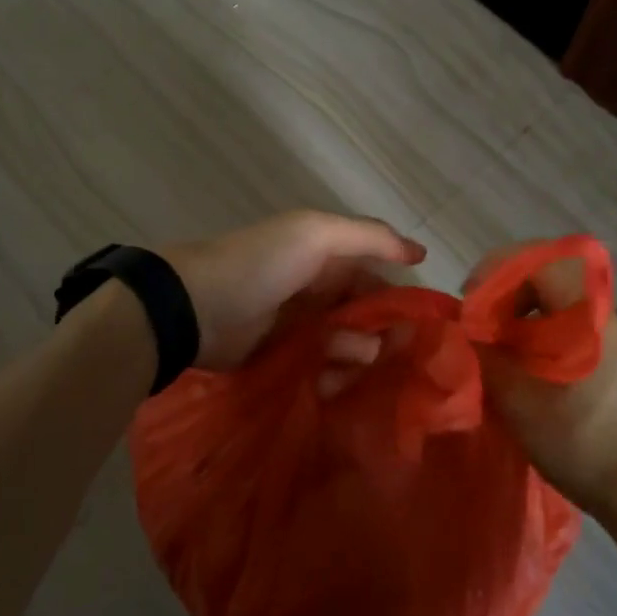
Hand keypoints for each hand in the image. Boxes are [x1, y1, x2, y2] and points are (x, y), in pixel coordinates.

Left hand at [163, 211, 425, 369]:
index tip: (419, 321)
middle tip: (391, 352)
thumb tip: (420, 253)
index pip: (375, 275)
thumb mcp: (316, 233)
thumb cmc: (261, 264)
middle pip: (364, 315)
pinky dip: (332, 375)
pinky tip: (331, 382)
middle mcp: (317, 290)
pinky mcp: (285, 360)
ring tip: (350, 362)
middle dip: (381, 332)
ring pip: (347, 345)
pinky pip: (322, 369)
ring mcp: (300, 327)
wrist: (195, 307)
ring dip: (356, 355)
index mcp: (325, 256)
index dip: (397, 294)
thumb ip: (370, 238)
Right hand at [466, 243, 616, 513]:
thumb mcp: (516, 399)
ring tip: (502, 345)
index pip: (542, 261)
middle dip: (510, 291)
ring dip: (528, 312)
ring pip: (566, 301)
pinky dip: (549, 329)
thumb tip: (464, 329)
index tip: (472, 299)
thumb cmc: (577, 440)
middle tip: (483, 321)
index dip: (498, 270)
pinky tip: (532, 363)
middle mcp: (613, 314)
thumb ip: (485, 354)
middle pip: (553, 276)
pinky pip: (580, 323)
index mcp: (591, 315)